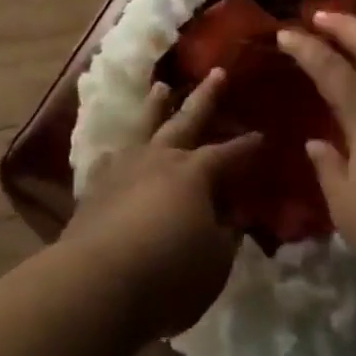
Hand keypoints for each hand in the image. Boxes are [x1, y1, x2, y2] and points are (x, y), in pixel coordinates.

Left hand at [61, 71, 261, 339]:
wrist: (97, 282)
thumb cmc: (169, 274)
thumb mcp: (214, 261)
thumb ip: (226, 235)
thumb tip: (232, 217)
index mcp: (194, 172)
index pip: (227, 154)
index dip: (245, 146)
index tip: (262, 135)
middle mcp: (160, 158)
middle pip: (186, 120)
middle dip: (205, 97)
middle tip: (217, 72)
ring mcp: (124, 168)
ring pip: (144, 127)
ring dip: (155, 106)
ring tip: (162, 87)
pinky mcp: (94, 187)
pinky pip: (108, 160)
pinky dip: (116, 153)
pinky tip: (114, 151)